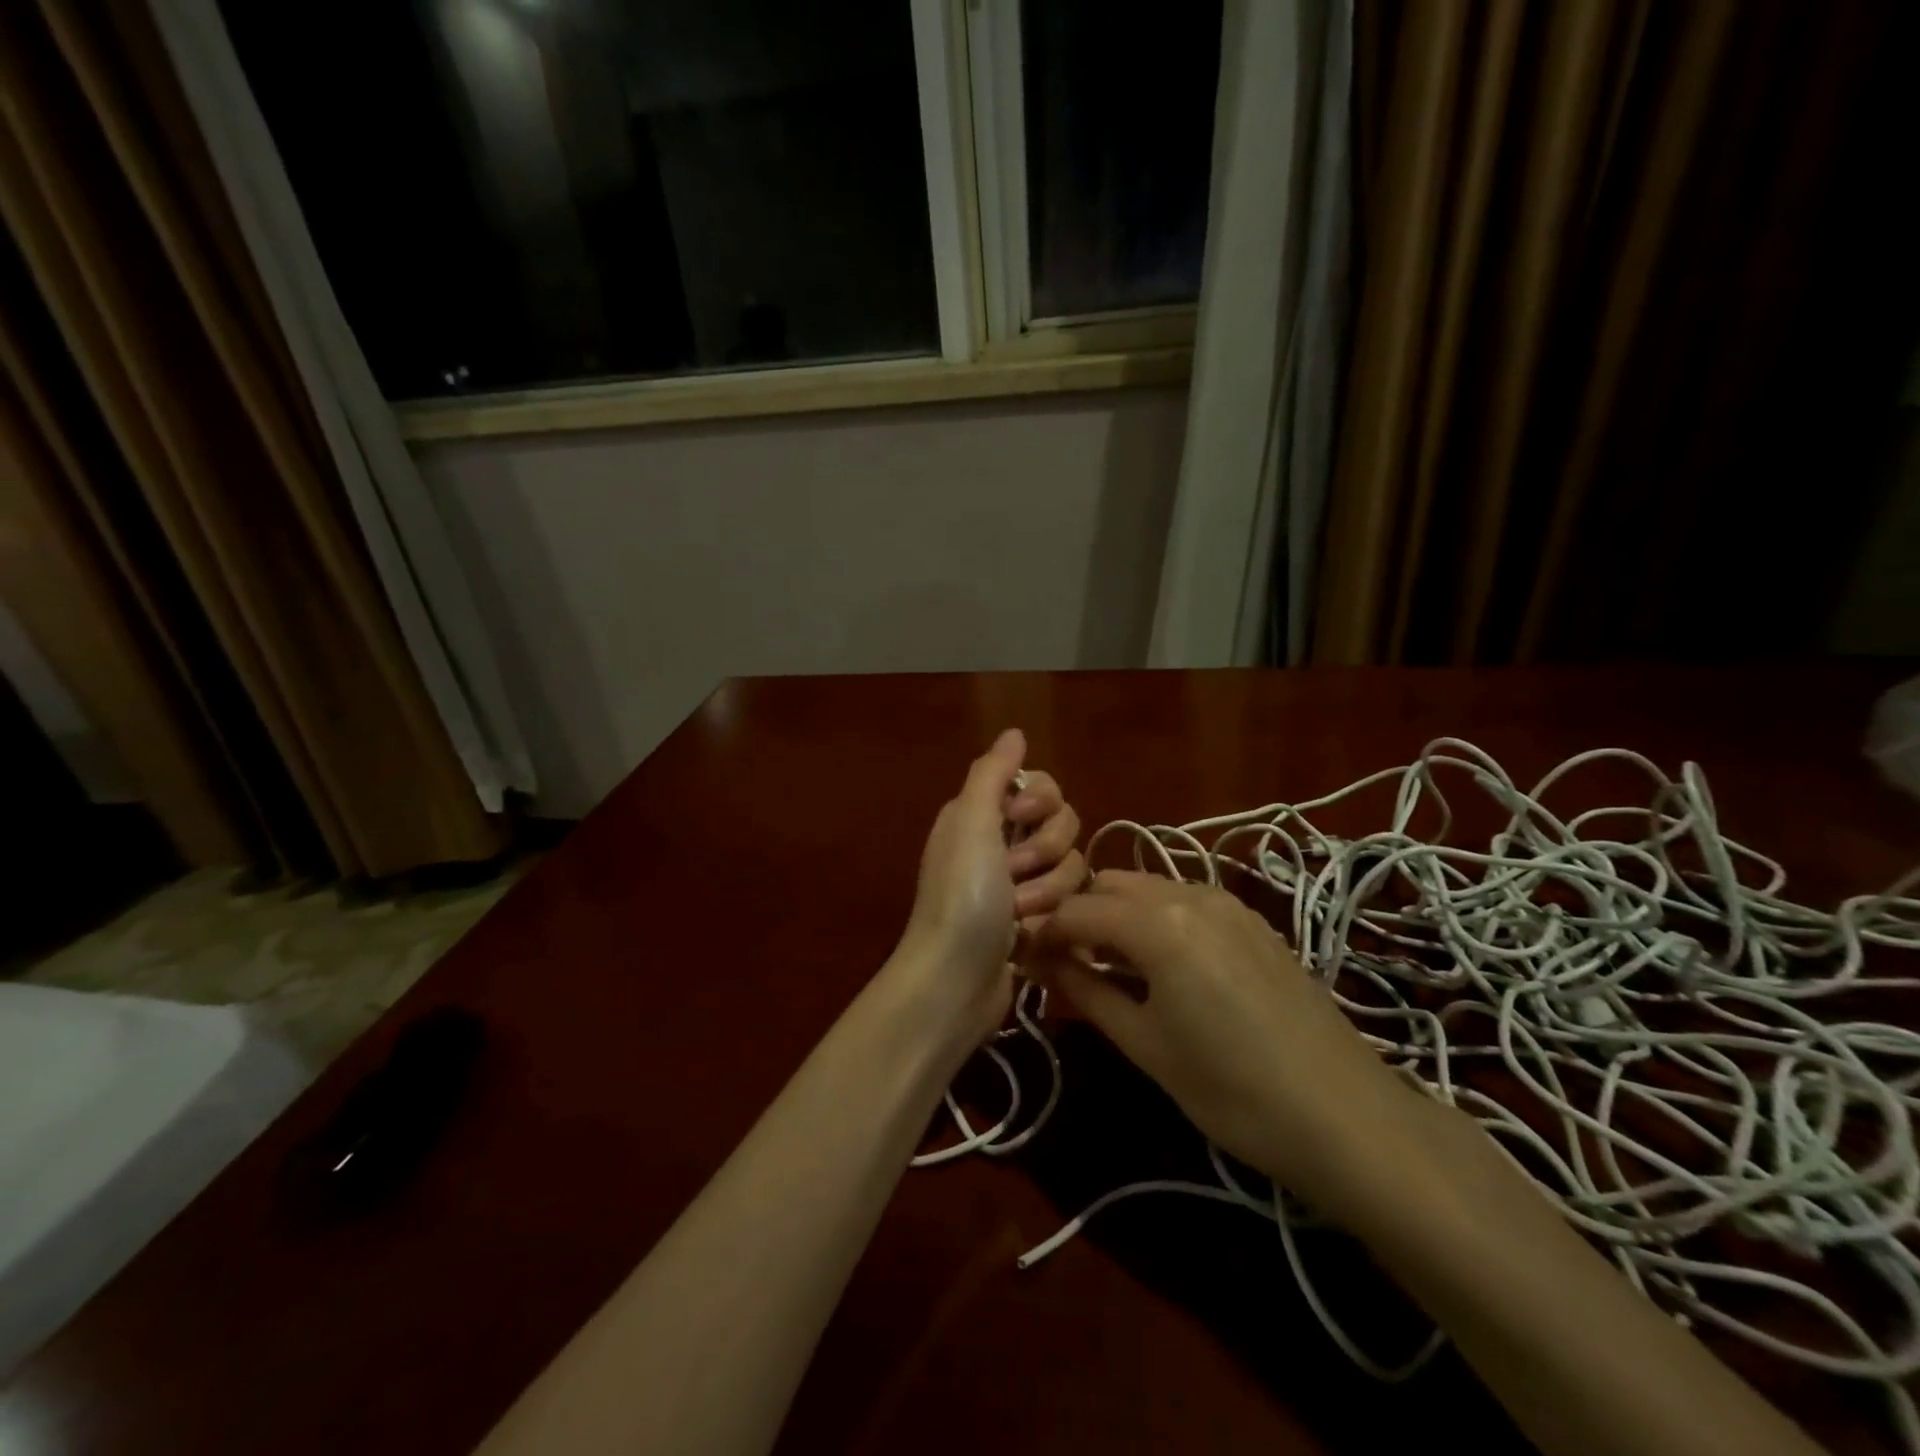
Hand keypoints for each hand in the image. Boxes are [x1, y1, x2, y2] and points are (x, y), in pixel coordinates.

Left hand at [893, 729, 1085, 1047]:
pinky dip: (1052, 916)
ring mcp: (1019, 885)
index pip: (1041, 786)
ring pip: (1071, 866)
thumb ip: (993, 772)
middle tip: (1013, 873)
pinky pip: (1068, 902)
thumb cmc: (961, 895)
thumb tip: (1014, 732)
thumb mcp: (970, 822)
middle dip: (1046, 850)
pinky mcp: (1036, 920)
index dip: (1042, 801)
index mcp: (982, 815)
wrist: (954, 980)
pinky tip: (1031, 934)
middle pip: (1063, 825)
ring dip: (1048, 890)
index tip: (1020, 818)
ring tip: (1019, 913)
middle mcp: (1001, 843)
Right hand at [1031, 871, 1425, 1216]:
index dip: (1043, 933)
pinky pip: (1185, 900)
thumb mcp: (1145, 1045)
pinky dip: (1156, 918)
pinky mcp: (1252, 920)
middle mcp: (1189, 892)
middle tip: (1063, 963)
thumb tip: (1042, 964)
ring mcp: (1227, 902)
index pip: (1076, 910)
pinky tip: (1160, 964)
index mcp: (1156, 922)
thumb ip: (1087, 992)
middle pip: (1110, 885)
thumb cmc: (1231, 1089)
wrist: (1345, 1115)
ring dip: (1117, 914)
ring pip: (1148, 887)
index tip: (1025, 959)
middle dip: (1079, 915)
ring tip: (1107, 965)